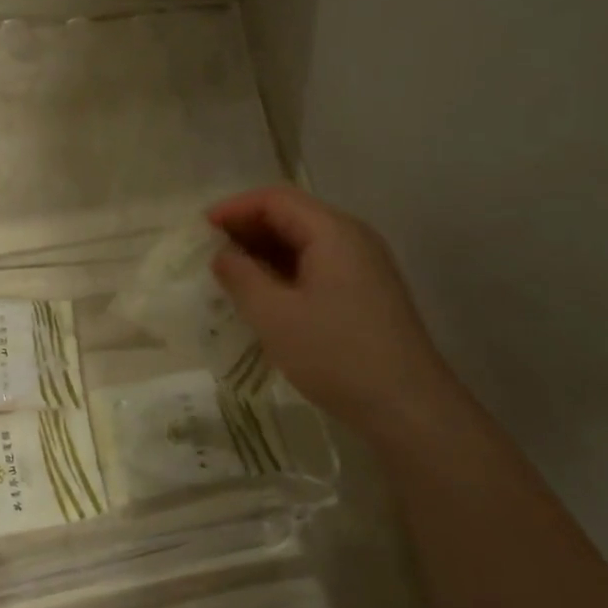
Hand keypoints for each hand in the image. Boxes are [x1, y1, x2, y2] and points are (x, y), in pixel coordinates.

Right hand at [208, 185, 455, 431]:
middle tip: (209, 253)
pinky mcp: (365, 293)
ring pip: (304, 243)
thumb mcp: (274, 316)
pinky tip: (263, 297)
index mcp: (333, 232)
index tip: (200, 230)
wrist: (407, 407)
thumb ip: (241, 277)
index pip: (276, 200)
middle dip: (247, 229)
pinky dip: (284, 272)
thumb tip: (222, 254)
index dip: (234, 208)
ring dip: (264, 253)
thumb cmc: (336, 355)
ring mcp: (363, 267)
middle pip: (292, 216)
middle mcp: (352, 239)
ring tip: (228, 276)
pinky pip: (317, 266)